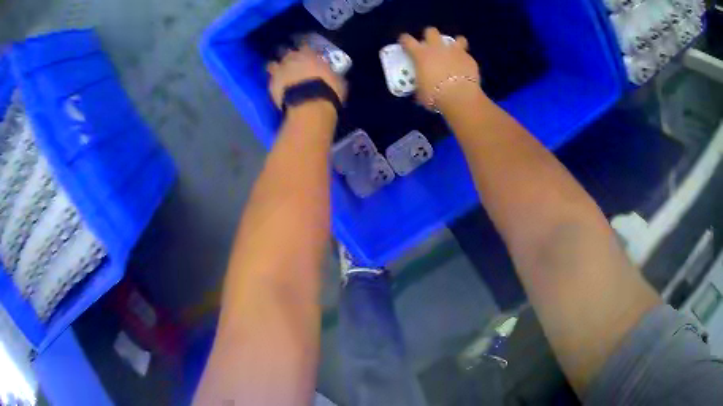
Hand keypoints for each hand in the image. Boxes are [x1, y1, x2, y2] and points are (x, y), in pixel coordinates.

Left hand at [266, 46, 346, 109]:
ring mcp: (279, 71)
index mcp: (309, 54)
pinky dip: (272, 82)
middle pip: (284, 50)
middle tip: (289, 60)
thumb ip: (331, 74)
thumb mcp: (337, 80)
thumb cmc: (328, 90)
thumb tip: (333, 75)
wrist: (310, 104)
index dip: (303, 47)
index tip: (304, 51)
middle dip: (285, 54)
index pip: (304, 44)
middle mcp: (292, 58)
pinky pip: (269, 80)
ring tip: (277, 72)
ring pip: (272, 63)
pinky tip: (276, 87)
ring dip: (275, 66)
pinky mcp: (271, 85)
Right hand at [399, 27, 481, 111]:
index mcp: (421, 54)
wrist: (460, 97)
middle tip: (431, 46)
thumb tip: (421, 88)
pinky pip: (467, 55)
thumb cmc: (435, 95)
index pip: (407, 40)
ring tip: (454, 53)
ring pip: (456, 39)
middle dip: (430, 36)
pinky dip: (465, 60)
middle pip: (431, 31)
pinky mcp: (469, 58)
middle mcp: (437, 48)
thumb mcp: (421, 92)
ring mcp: (455, 51)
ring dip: (455, 44)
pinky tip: (465, 68)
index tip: (405, 43)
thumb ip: (420, 85)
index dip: (405, 40)